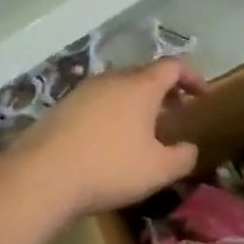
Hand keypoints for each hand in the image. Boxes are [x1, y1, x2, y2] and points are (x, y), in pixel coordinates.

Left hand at [17, 58, 205, 214]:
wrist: (40, 177)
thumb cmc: (110, 168)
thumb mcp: (160, 170)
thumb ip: (184, 156)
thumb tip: (189, 148)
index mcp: (141, 86)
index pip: (174, 66)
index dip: (192, 77)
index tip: (202, 95)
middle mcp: (112, 80)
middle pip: (144, 74)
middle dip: (164, 91)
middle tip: (175, 114)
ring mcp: (82, 91)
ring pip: (118, 88)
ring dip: (137, 103)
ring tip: (143, 130)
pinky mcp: (61, 108)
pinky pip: (97, 103)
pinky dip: (113, 113)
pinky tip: (110, 141)